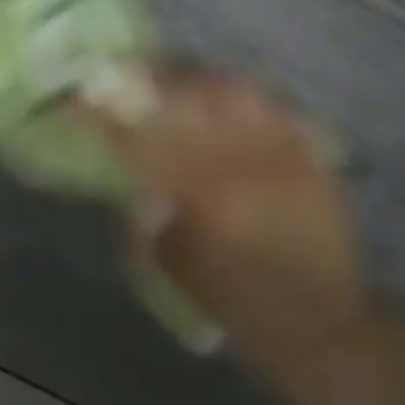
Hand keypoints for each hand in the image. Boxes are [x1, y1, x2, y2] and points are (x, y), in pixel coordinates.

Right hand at [78, 67, 366, 374]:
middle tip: (129, 76)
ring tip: (189, 91)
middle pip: (186, 101)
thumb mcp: (178, 269)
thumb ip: (152, 221)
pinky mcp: (314, 160)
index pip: (141, 141)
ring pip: (236, 92)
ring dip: (204, 87)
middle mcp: (241, 165)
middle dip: (150, 84)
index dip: (106, 117)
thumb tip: (138, 185)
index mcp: (202, 196)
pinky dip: (255, 105)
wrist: (324, 328)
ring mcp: (282, 156)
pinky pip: (281, 110)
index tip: (80, 99)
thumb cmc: (241, 306)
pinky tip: (241, 113)